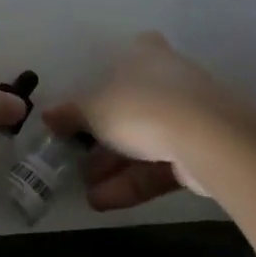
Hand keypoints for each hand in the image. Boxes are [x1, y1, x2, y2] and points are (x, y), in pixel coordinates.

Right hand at [45, 32, 248, 210]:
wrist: (208, 139)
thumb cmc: (141, 107)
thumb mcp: (93, 110)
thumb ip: (70, 114)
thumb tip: (48, 115)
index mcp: (146, 54)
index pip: (128, 54)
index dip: (108, 74)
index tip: (89, 98)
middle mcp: (170, 78)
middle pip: (131, 104)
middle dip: (103, 135)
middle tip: (77, 157)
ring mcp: (190, 115)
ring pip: (145, 140)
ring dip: (114, 166)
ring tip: (86, 190)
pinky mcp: (202, 150)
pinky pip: (160, 164)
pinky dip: (133, 181)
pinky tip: (103, 202)